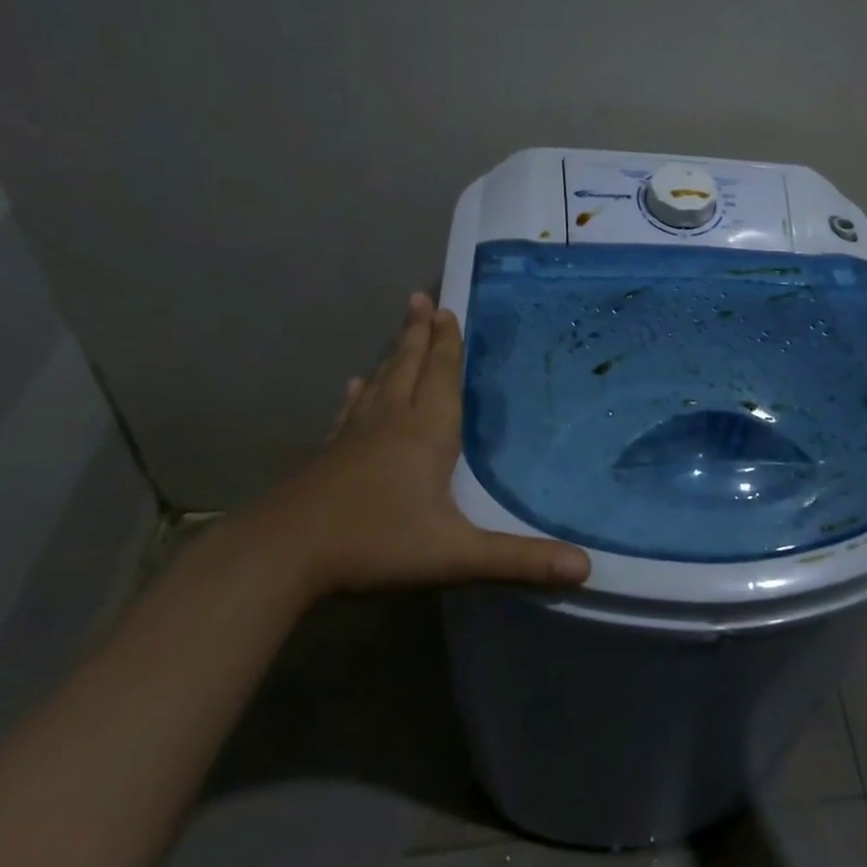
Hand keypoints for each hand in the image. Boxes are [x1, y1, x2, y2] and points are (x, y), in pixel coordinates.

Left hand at [240, 292, 591, 596]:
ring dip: (395, 353)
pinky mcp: (328, 455)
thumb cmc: (375, 543)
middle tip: (421, 298)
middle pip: (409, 367)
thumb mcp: (456, 555)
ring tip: (402, 328)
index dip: (448, 343)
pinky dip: (359, 394)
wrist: (279, 556)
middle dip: (420, 334)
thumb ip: (520, 559)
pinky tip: (354, 386)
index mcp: (426, 432)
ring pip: (381, 382)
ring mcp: (354, 437)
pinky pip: (350, 412)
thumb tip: (587, 568)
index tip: (446, 308)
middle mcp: (391, 422)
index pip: (442, 376)